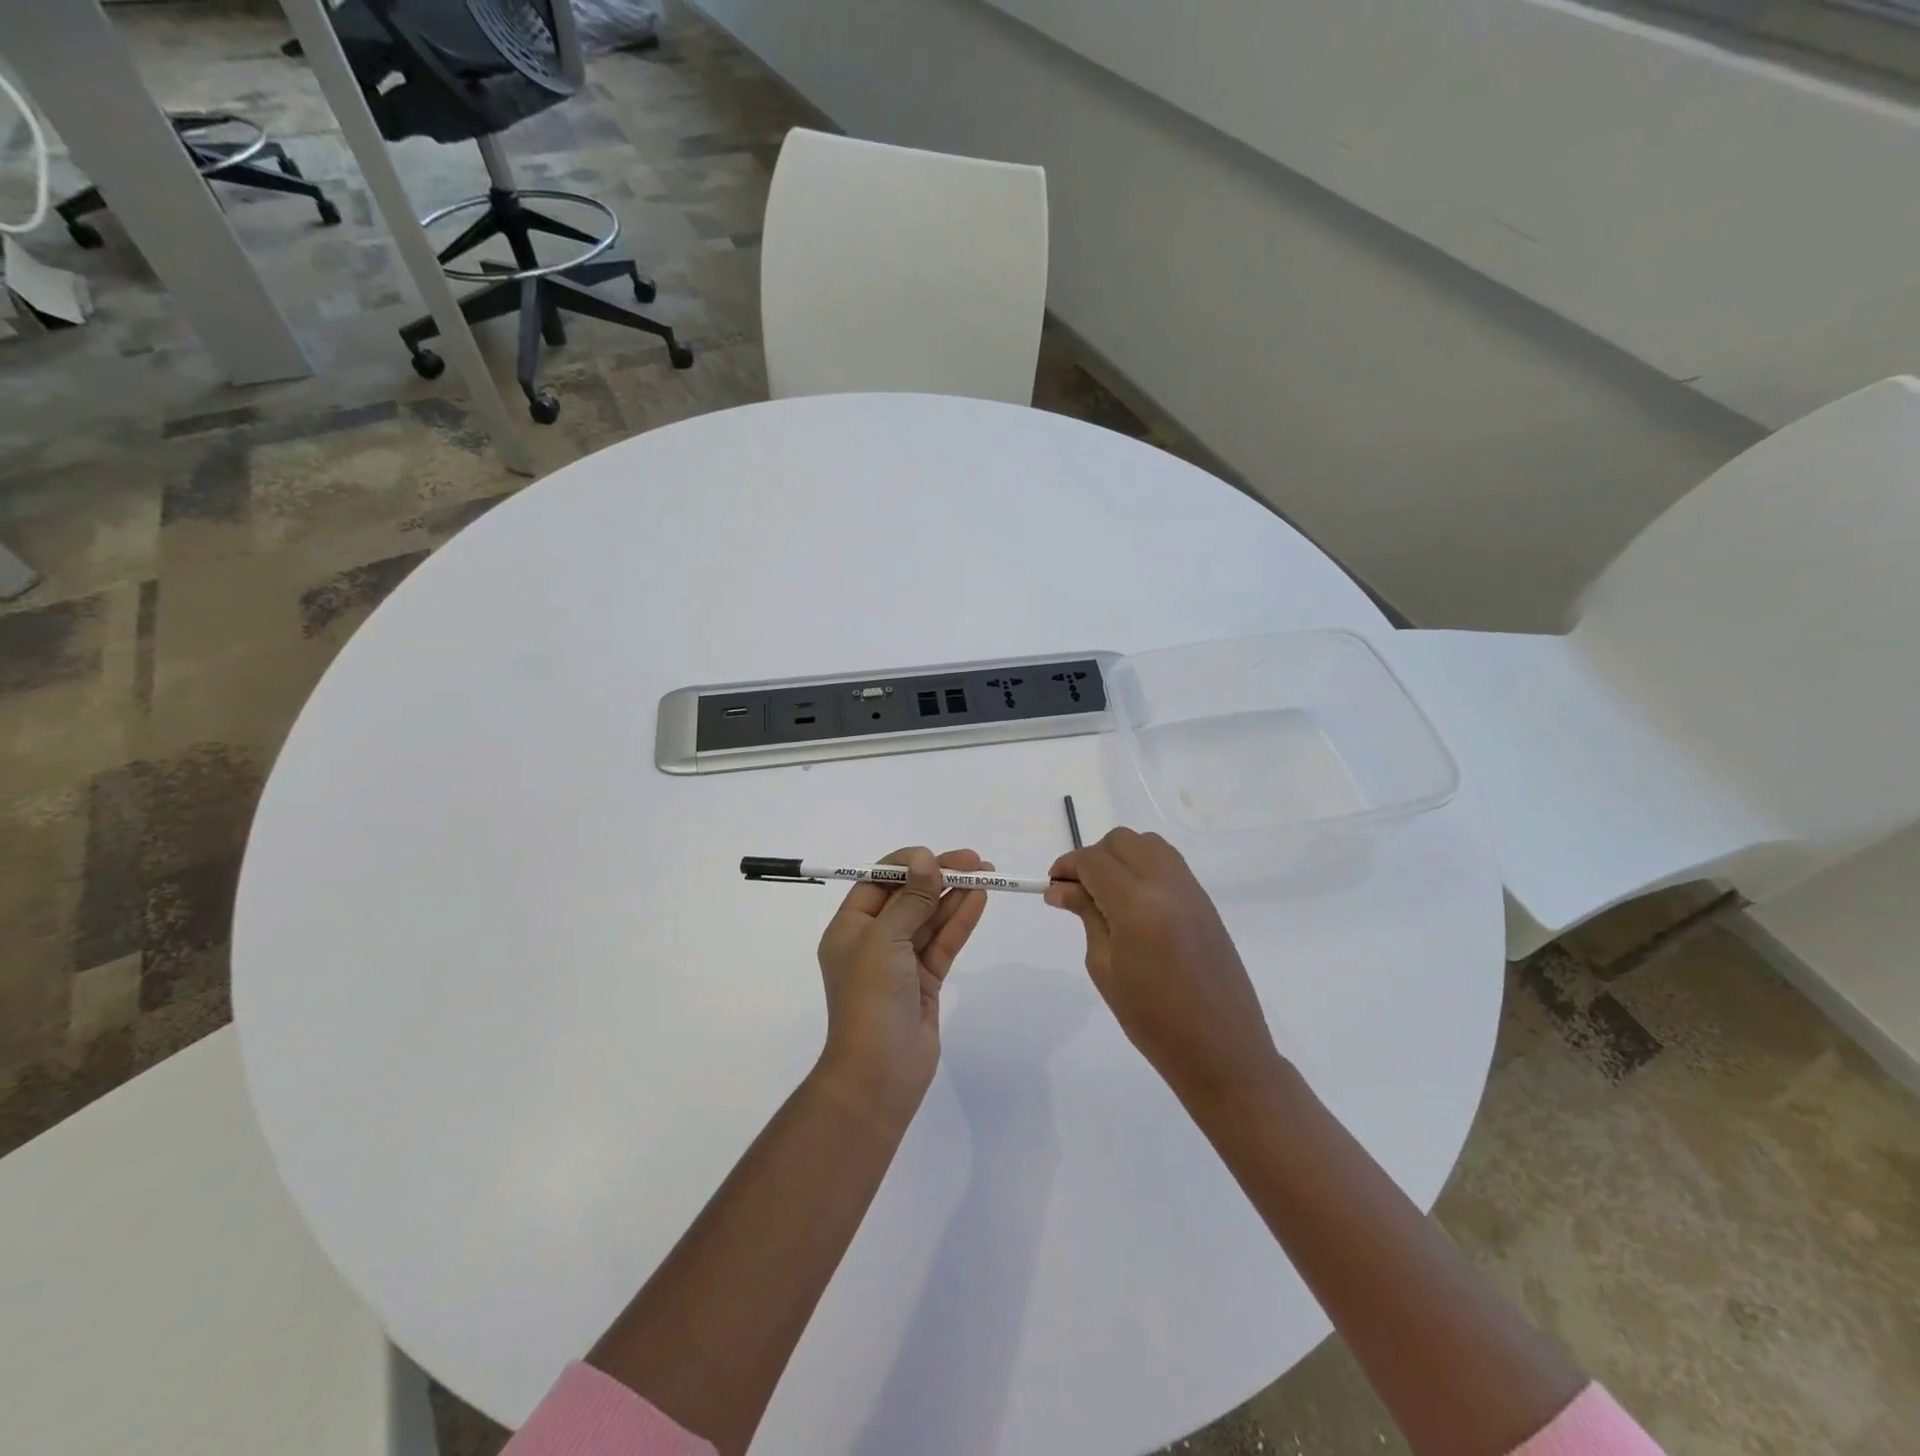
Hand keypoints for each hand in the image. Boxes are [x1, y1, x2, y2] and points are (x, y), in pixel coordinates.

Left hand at [815, 847, 991, 1115]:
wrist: (880, 1073)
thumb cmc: (871, 998)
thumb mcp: (885, 940)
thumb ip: (910, 898)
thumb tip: (925, 859)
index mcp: (849, 928)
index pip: (877, 882)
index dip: (907, 864)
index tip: (936, 855)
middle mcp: (873, 941)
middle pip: (908, 898)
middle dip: (938, 877)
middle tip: (974, 861)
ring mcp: (900, 963)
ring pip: (929, 919)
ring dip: (954, 896)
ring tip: (986, 874)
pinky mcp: (924, 982)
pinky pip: (943, 943)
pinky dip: (960, 921)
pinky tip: (979, 899)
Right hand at [1045, 828, 1285, 1108]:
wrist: (1221, 1050)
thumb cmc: (1153, 1021)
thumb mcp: (1105, 968)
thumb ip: (1086, 916)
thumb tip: (1060, 888)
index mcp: (1137, 906)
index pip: (1093, 861)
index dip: (1067, 866)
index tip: (1053, 887)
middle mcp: (1166, 885)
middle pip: (1121, 841)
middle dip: (1093, 857)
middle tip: (1078, 892)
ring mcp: (1191, 890)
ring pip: (1147, 844)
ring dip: (1120, 857)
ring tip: (1107, 894)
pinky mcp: (1205, 900)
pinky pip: (1169, 863)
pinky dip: (1144, 867)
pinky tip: (1135, 902)